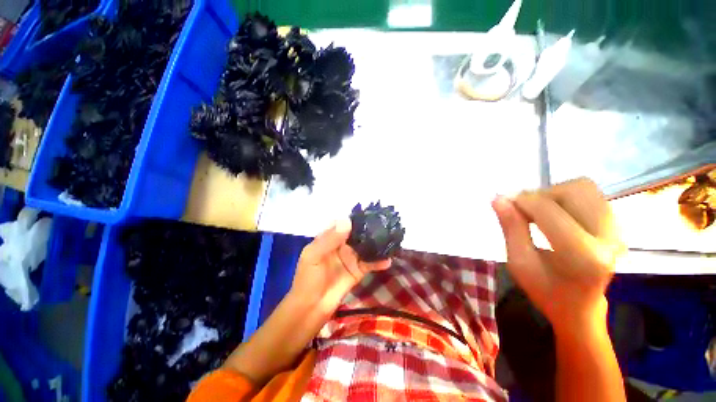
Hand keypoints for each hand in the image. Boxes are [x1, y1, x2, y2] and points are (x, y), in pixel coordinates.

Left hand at [290, 218, 390, 312]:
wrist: (311, 308)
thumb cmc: (308, 279)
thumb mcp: (313, 255)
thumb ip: (329, 239)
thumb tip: (347, 221)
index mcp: (329, 238)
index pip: (344, 224)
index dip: (355, 219)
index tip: (370, 213)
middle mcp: (342, 245)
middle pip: (358, 234)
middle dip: (369, 229)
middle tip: (385, 223)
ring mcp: (351, 258)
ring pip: (366, 247)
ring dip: (376, 243)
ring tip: (391, 237)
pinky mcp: (358, 271)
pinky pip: (370, 264)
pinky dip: (379, 262)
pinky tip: (388, 259)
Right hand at [492, 178, 624, 332]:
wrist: (580, 307)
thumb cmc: (545, 289)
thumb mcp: (519, 263)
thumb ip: (511, 228)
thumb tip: (498, 198)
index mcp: (583, 256)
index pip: (549, 210)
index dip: (521, 201)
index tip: (504, 204)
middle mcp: (608, 238)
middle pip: (573, 191)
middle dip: (540, 195)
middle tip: (523, 210)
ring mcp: (617, 230)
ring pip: (582, 188)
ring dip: (553, 194)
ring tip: (538, 212)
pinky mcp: (617, 225)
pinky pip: (589, 195)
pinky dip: (565, 197)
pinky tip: (554, 214)